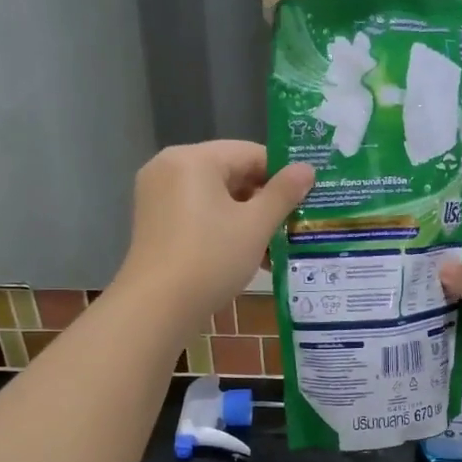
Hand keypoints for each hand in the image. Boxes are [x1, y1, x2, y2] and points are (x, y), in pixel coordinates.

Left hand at [116, 142, 313, 326]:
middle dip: (264, 199)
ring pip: (215, 196)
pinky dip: (222, 227)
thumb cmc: (211, 259)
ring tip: (275, 245)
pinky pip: (197, 212)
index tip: (306, 198)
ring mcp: (157, 195)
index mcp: (194, 159)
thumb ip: (283, 193)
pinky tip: (247, 255)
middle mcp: (170, 167)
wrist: (157, 308)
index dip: (282, 174)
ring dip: (246, 217)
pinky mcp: (154, 221)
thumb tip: (307, 168)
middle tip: (294, 223)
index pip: (250, 153)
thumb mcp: (255, 225)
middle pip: (230, 172)